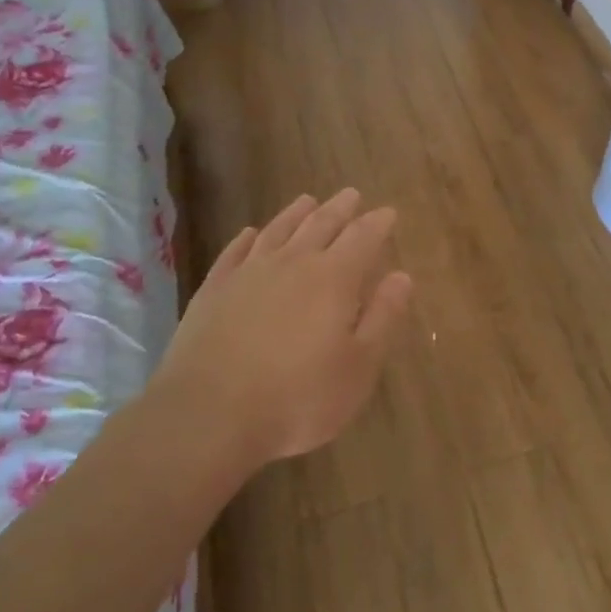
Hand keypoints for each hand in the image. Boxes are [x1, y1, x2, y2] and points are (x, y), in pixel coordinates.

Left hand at [149, 190, 412, 471]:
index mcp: (334, 279)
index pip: (362, 238)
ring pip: (278, 230)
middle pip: (321, 225)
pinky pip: (235, 252)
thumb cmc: (298, 398)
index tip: (388, 211)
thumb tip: (402, 276)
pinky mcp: (213, 291)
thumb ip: (383, 317)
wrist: (209, 416)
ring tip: (308, 200)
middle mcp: (292, 263)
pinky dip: (248, 238)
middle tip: (352, 195)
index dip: (378, 223)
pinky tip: (251, 233)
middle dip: (340, 209)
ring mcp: (248, 274)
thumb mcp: (359, 367)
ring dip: (296, 213)